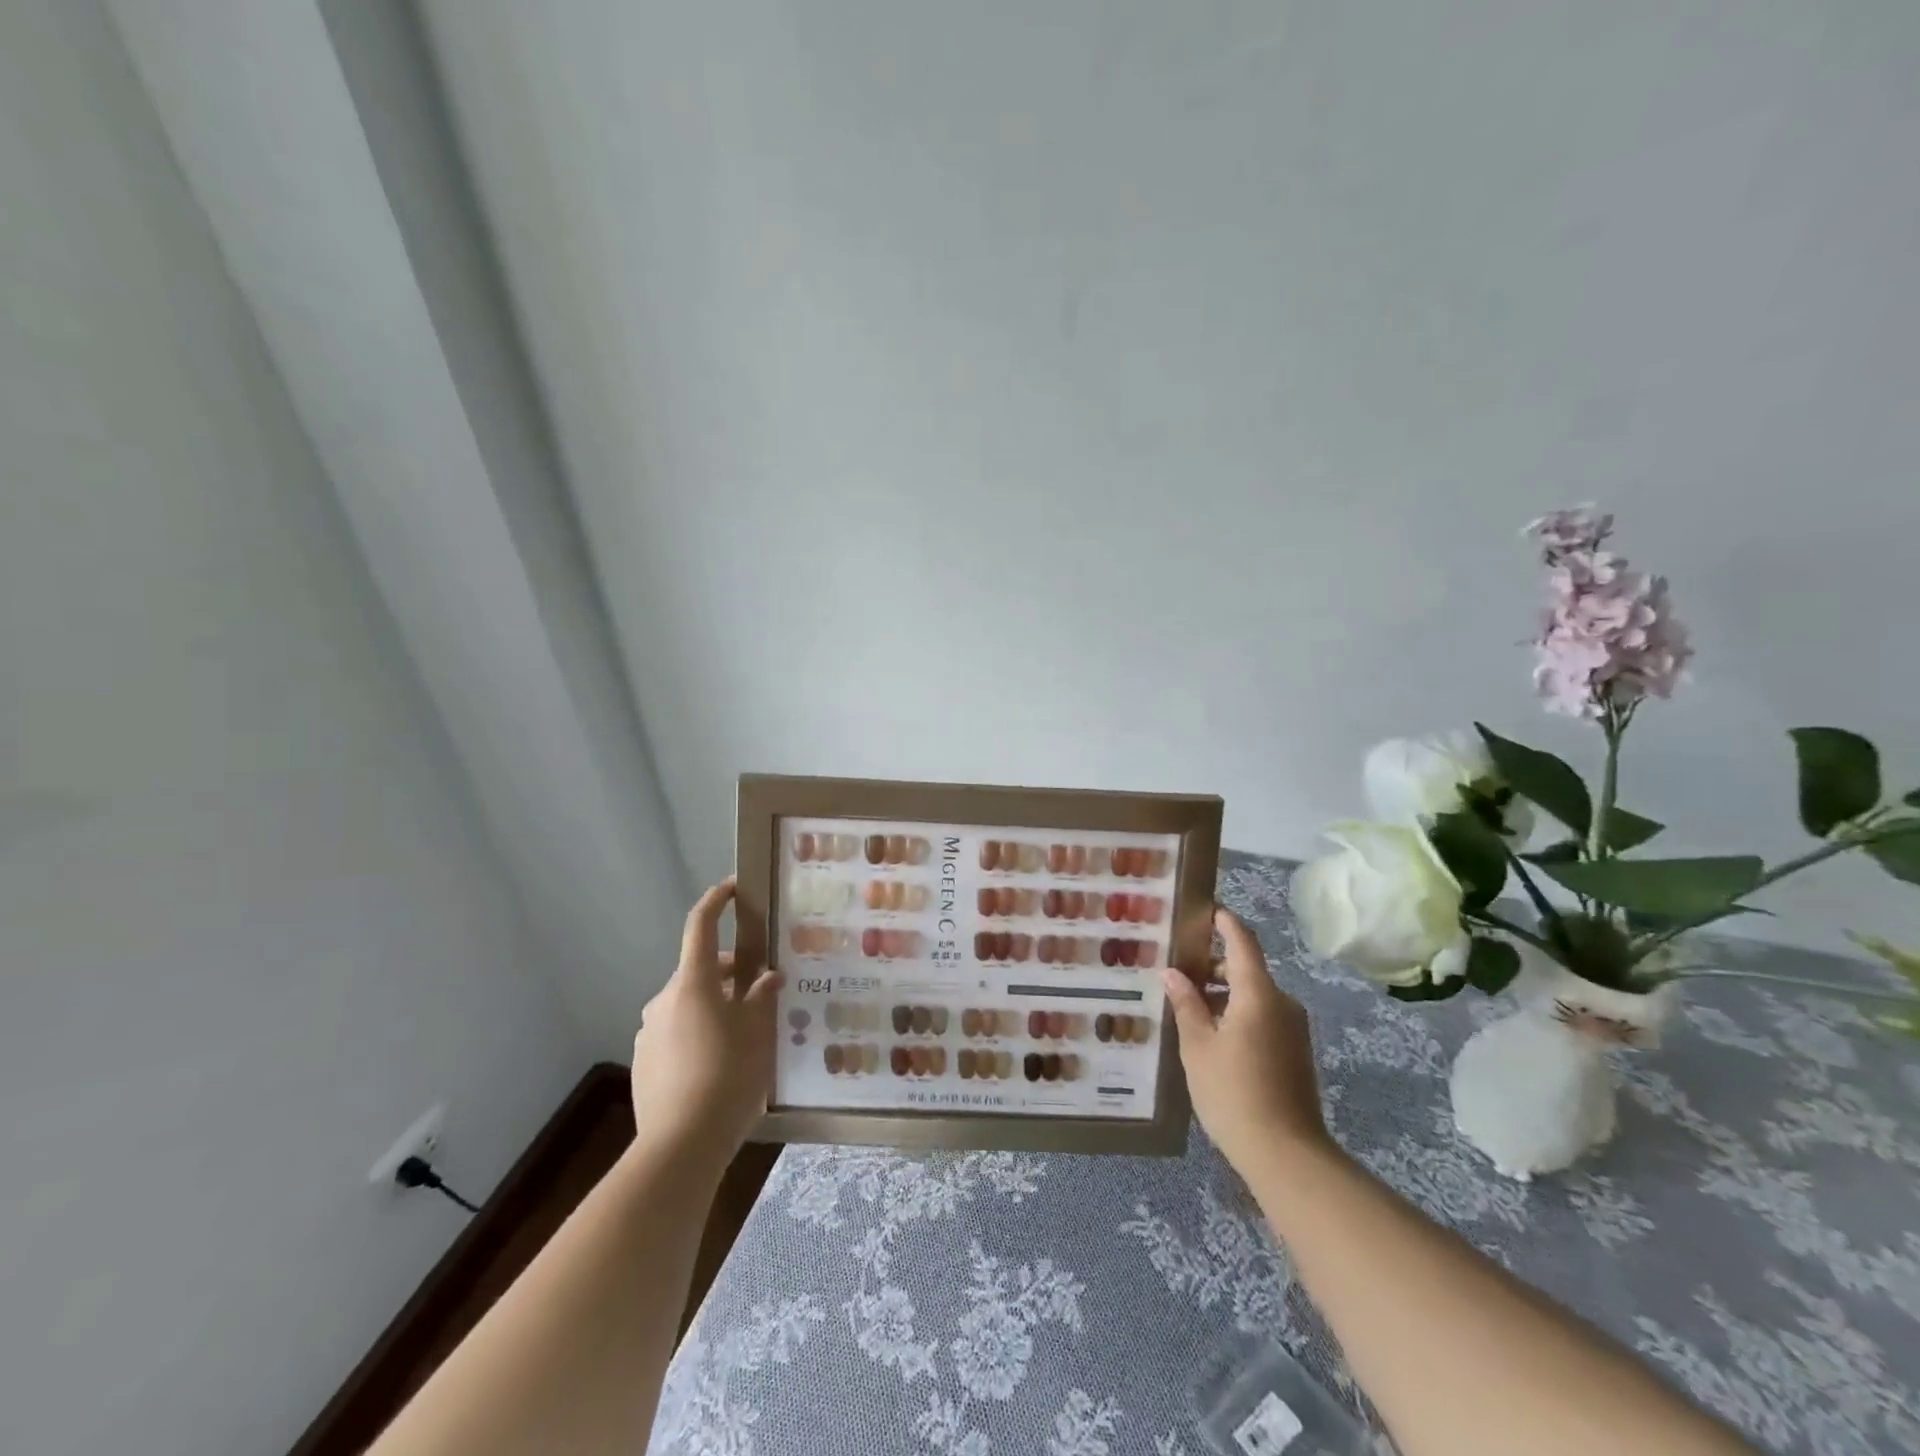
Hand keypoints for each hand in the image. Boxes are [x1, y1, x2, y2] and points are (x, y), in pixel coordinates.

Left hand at [630, 879, 781, 1168]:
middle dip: (729, 972)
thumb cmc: (728, 1076)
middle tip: (760, 988)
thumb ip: (761, 998)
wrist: (680, 1146)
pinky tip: (719, 1062)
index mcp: (693, 983)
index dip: (716, 901)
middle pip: (699, 970)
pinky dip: (697, 1031)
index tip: (733, 888)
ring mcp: (648, 1031)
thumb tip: (767, 977)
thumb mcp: (757, 1033)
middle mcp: (664, 999)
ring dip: (713, 1004)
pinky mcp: (643, 1061)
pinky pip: (675, 1031)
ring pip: (687, 1002)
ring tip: (744, 1031)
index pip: (701, 926)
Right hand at [1162, 906, 1330, 1175]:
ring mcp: (1293, 1030)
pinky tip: (1211, 1036)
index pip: (1242, 942)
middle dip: (1214, 966)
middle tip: (1178, 969)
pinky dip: (1237, 1014)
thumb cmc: (1233, 1092)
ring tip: (1188, 1006)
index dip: (1224, 922)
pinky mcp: (1295, 1053)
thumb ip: (1185, 1004)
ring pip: (1254, 996)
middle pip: (1246, 969)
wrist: (1286, 1155)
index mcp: (1259, 994)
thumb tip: (1173, 973)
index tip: (1204, 910)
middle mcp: (1282, 1003)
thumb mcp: (1197, 1046)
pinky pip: (1263, 1018)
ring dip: (1223, 994)